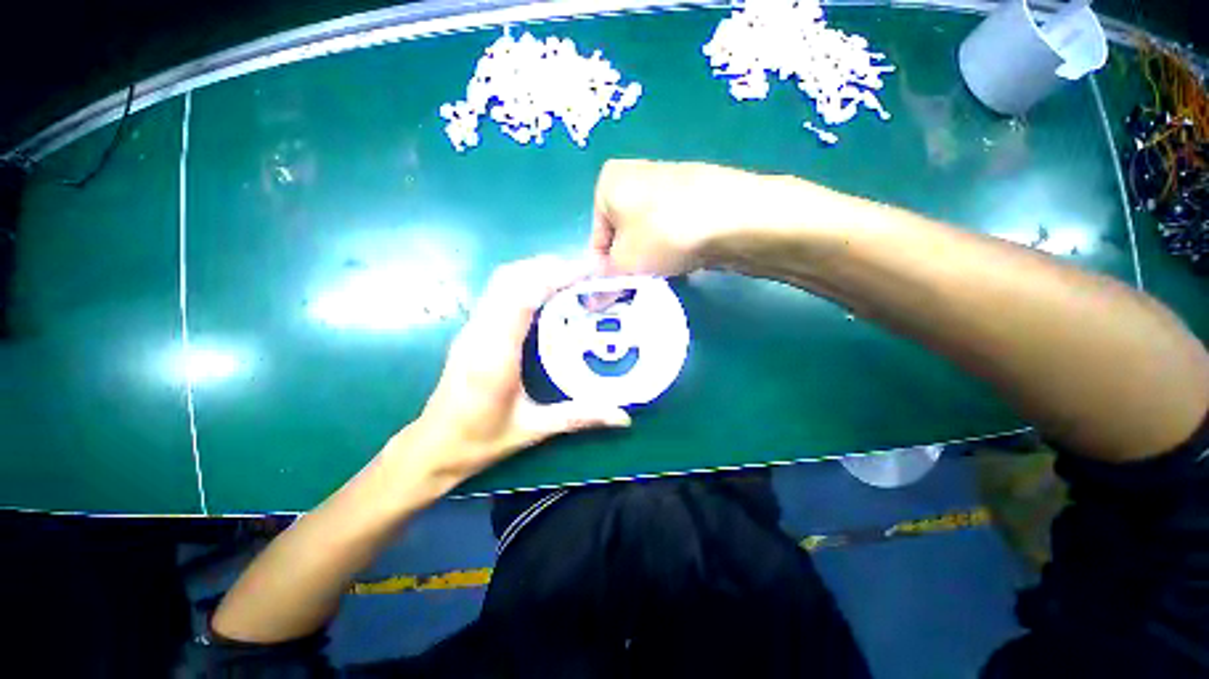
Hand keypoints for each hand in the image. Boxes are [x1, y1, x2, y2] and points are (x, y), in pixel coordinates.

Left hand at [402, 256, 631, 486]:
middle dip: (550, 266)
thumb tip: (624, 417)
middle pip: (510, 278)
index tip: (589, 271)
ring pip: (502, 280)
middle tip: (587, 272)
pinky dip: (526, 280)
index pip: (522, 297)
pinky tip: (547, 293)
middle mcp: (480, 332)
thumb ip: (580, 417)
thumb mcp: (534, 429)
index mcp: (495, 356)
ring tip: (572, 277)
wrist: (434, 446)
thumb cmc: (481, 440)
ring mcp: (472, 327)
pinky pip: (498, 291)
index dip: (556, 276)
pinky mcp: (472, 328)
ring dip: (537, 269)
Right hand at [591, 159, 782, 275]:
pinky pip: (674, 229)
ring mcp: (671, 183)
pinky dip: (675, 247)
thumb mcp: (624, 264)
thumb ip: (604, 282)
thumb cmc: (662, 234)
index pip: (597, 239)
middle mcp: (636, 174)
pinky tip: (686, 259)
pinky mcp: (698, 195)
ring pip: (650, 234)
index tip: (617, 289)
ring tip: (666, 271)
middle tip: (641, 282)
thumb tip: (591, 302)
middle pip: (624, 236)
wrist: (732, 218)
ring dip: (653, 258)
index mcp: (609, 182)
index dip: (605, 270)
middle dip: (630, 263)